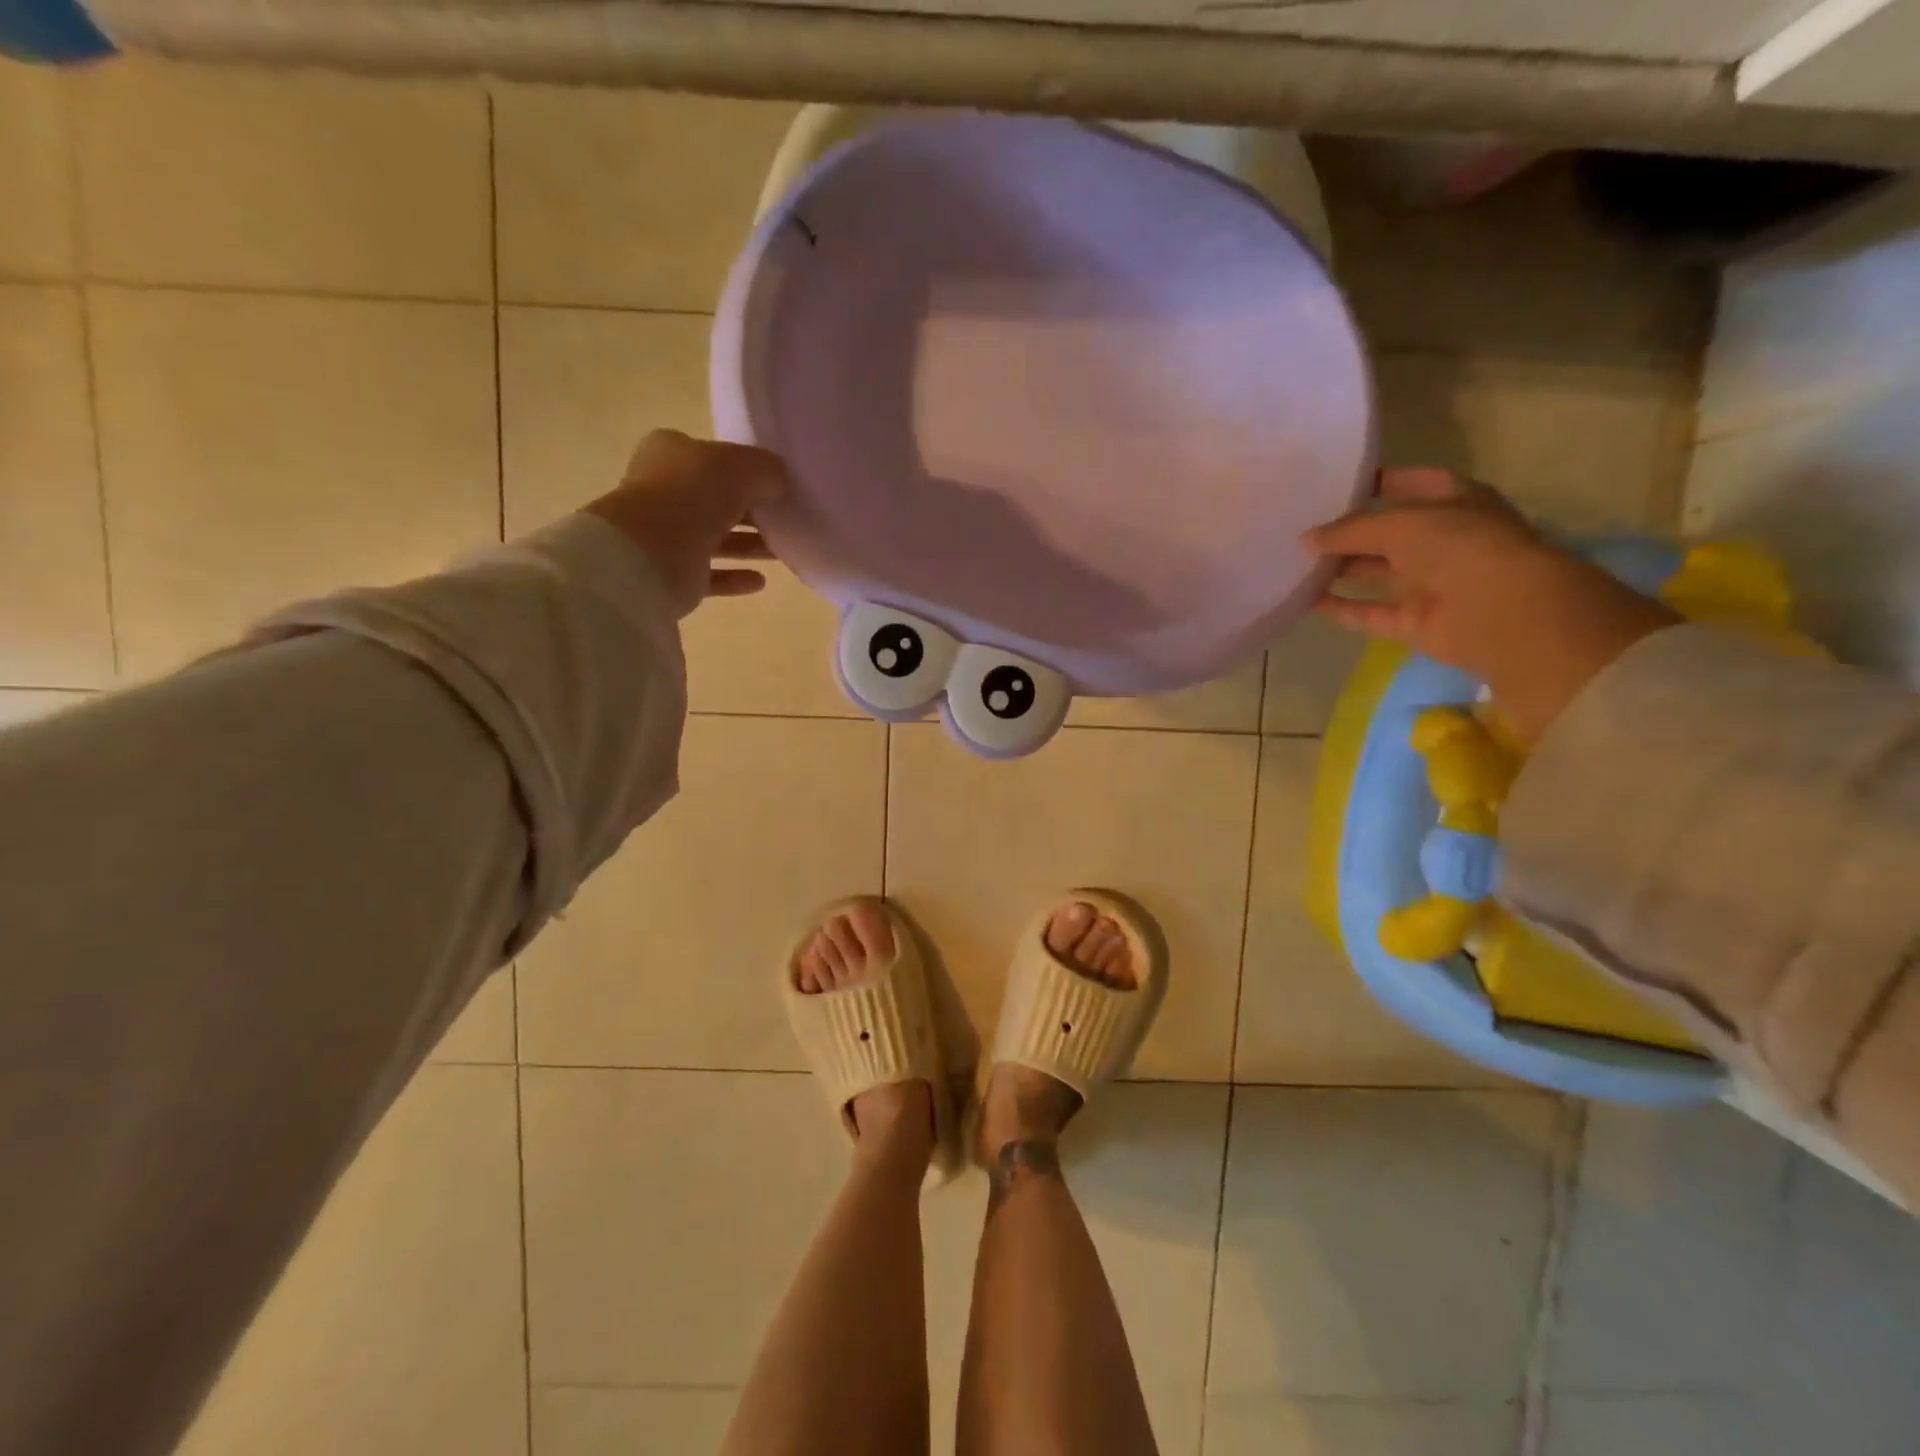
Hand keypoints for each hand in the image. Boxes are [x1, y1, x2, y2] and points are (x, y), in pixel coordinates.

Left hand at [583, 430, 789, 618]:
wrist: (650, 555)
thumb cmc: (692, 496)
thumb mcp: (740, 467)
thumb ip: (767, 471)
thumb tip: (781, 484)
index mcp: (670, 454)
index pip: (713, 457)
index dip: (744, 469)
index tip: (776, 485)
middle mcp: (665, 491)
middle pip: (717, 499)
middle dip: (752, 510)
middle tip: (786, 520)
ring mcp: (667, 534)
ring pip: (717, 537)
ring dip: (750, 544)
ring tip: (783, 551)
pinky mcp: (674, 574)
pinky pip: (712, 574)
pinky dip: (736, 577)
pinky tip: (761, 580)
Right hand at [1301, 468, 1678, 742]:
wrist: (1499, 611)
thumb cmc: (1458, 546)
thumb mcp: (1399, 524)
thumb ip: (1349, 530)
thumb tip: (1305, 539)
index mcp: (1454, 503)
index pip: (1413, 484)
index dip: (1378, 482)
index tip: (1336, 484)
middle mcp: (1442, 540)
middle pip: (1387, 533)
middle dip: (1349, 530)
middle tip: (1302, 526)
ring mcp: (1429, 583)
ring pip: (1375, 573)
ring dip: (1339, 569)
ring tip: (1295, 562)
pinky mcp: (1413, 620)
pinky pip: (1369, 612)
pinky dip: (1340, 607)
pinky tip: (1305, 600)